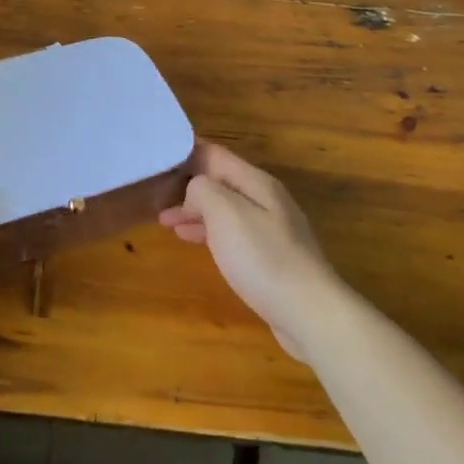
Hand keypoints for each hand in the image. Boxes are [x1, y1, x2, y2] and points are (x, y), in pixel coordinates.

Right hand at [158, 143, 339, 359]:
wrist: (309, 313)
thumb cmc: (263, 258)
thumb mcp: (225, 212)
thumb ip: (203, 190)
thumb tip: (195, 189)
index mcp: (256, 182)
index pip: (216, 154)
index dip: (187, 151)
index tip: (158, 153)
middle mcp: (266, 199)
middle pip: (221, 181)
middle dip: (187, 184)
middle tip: (154, 192)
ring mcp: (271, 229)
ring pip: (224, 208)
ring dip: (194, 210)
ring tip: (164, 219)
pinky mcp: (271, 257)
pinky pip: (232, 232)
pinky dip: (208, 231)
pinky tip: (192, 240)